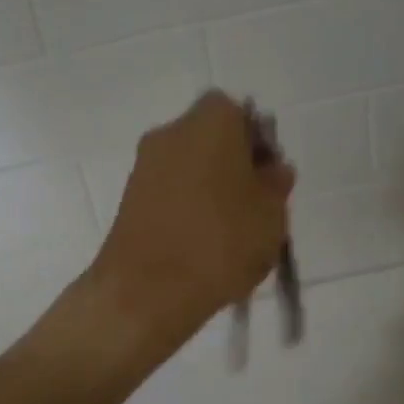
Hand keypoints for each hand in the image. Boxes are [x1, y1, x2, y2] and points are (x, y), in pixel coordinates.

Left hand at [85, 92, 294, 363]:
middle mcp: (171, 132)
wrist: (146, 290)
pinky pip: (169, 193)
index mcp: (211, 121)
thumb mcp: (271, 214)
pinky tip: (201, 245)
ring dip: (209, 189)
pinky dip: (186, 209)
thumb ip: (276, 184)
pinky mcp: (127, 199)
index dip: (257, 142)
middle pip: (211, 139)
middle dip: (233, 165)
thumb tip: (273, 170)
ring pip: (189, 167)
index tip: (268, 177)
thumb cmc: (221, 241)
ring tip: (230, 233)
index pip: (239, 113)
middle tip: (254, 205)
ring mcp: (144, 166)